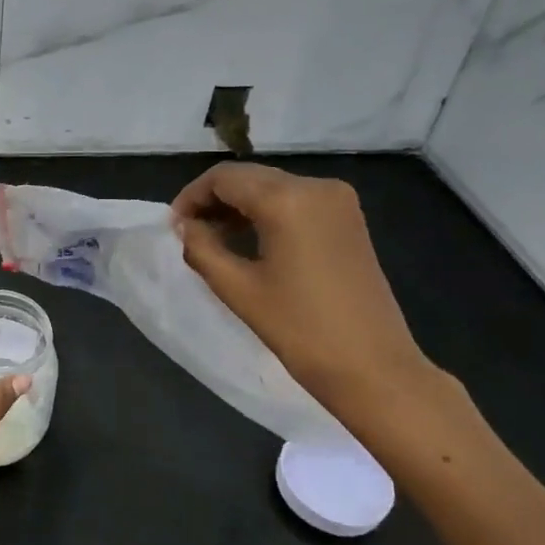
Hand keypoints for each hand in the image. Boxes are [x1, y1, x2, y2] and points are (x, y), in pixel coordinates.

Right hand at [172, 163, 441, 420]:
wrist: (372, 367)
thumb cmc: (299, 329)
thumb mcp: (238, 288)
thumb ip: (201, 248)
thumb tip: (183, 226)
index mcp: (287, 199)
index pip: (224, 178)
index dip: (191, 197)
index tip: (172, 227)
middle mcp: (316, 186)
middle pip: (249, 177)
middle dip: (214, 200)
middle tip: (188, 233)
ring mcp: (338, 201)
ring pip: (272, 187)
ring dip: (239, 206)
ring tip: (213, 240)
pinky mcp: (348, 219)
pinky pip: (295, 201)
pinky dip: (266, 213)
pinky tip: (249, 241)